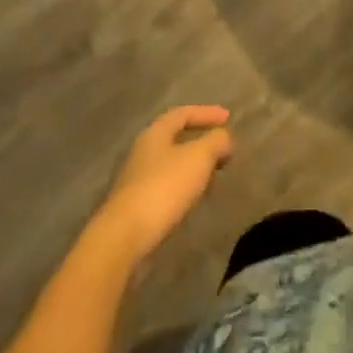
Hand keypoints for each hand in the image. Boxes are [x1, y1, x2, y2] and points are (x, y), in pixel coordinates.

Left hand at [93, 106, 234, 263]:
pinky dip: (184, 188)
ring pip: (171, 166)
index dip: (206, 113)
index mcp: (155, 134)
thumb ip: (216, 142)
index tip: (228, 117)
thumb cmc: (163, 188)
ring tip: (213, 178)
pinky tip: (194, 201)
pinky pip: (166, 188)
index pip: (183, 114)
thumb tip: (224, 139)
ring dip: (193, 168)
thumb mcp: (198, 158)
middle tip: (222, 151)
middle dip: (201, 143)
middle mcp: (142, 153)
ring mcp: (136, 181)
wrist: (123, 239)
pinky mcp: (136, 208)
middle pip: (175, 139)